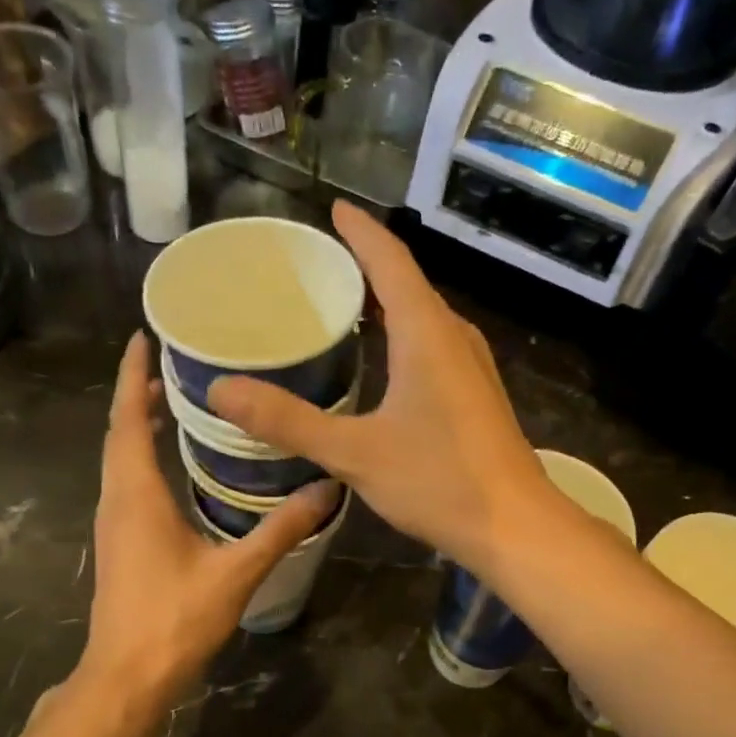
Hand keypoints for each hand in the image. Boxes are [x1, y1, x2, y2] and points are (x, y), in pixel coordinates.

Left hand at [78, 332, 338, 704]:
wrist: (127, 677)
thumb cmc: (174, 620)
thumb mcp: (236, 573)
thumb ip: (281, 530)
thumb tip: (327, 491)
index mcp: (137, 494)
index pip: (127, 419)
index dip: (132, 375)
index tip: (144, 337)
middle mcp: (117, 500)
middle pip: (119, 433)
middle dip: (139, 394)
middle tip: (176, 365)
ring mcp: (114, 524)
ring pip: (121, 459)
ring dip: (139, 426)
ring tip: (175, 404)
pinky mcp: (120, 544)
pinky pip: (127, 483)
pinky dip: (143, 458)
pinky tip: (174, 467)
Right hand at [209, 202, 551, 573]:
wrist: (515, 527)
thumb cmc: (438, 481)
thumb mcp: (354, 452)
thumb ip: (288, 421)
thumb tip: (221, 390)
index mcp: (426, 333)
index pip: (390, 261)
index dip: (361, 232)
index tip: (335, 209)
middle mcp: (454, 338)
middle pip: (407, 285)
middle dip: (367, 267)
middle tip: (319, 268)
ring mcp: (472, 368)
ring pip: (423, 319)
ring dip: (386, 306)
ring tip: (343, 309)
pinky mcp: (476, 397)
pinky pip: (433, 348)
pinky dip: (402, 339)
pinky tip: (381, 366)